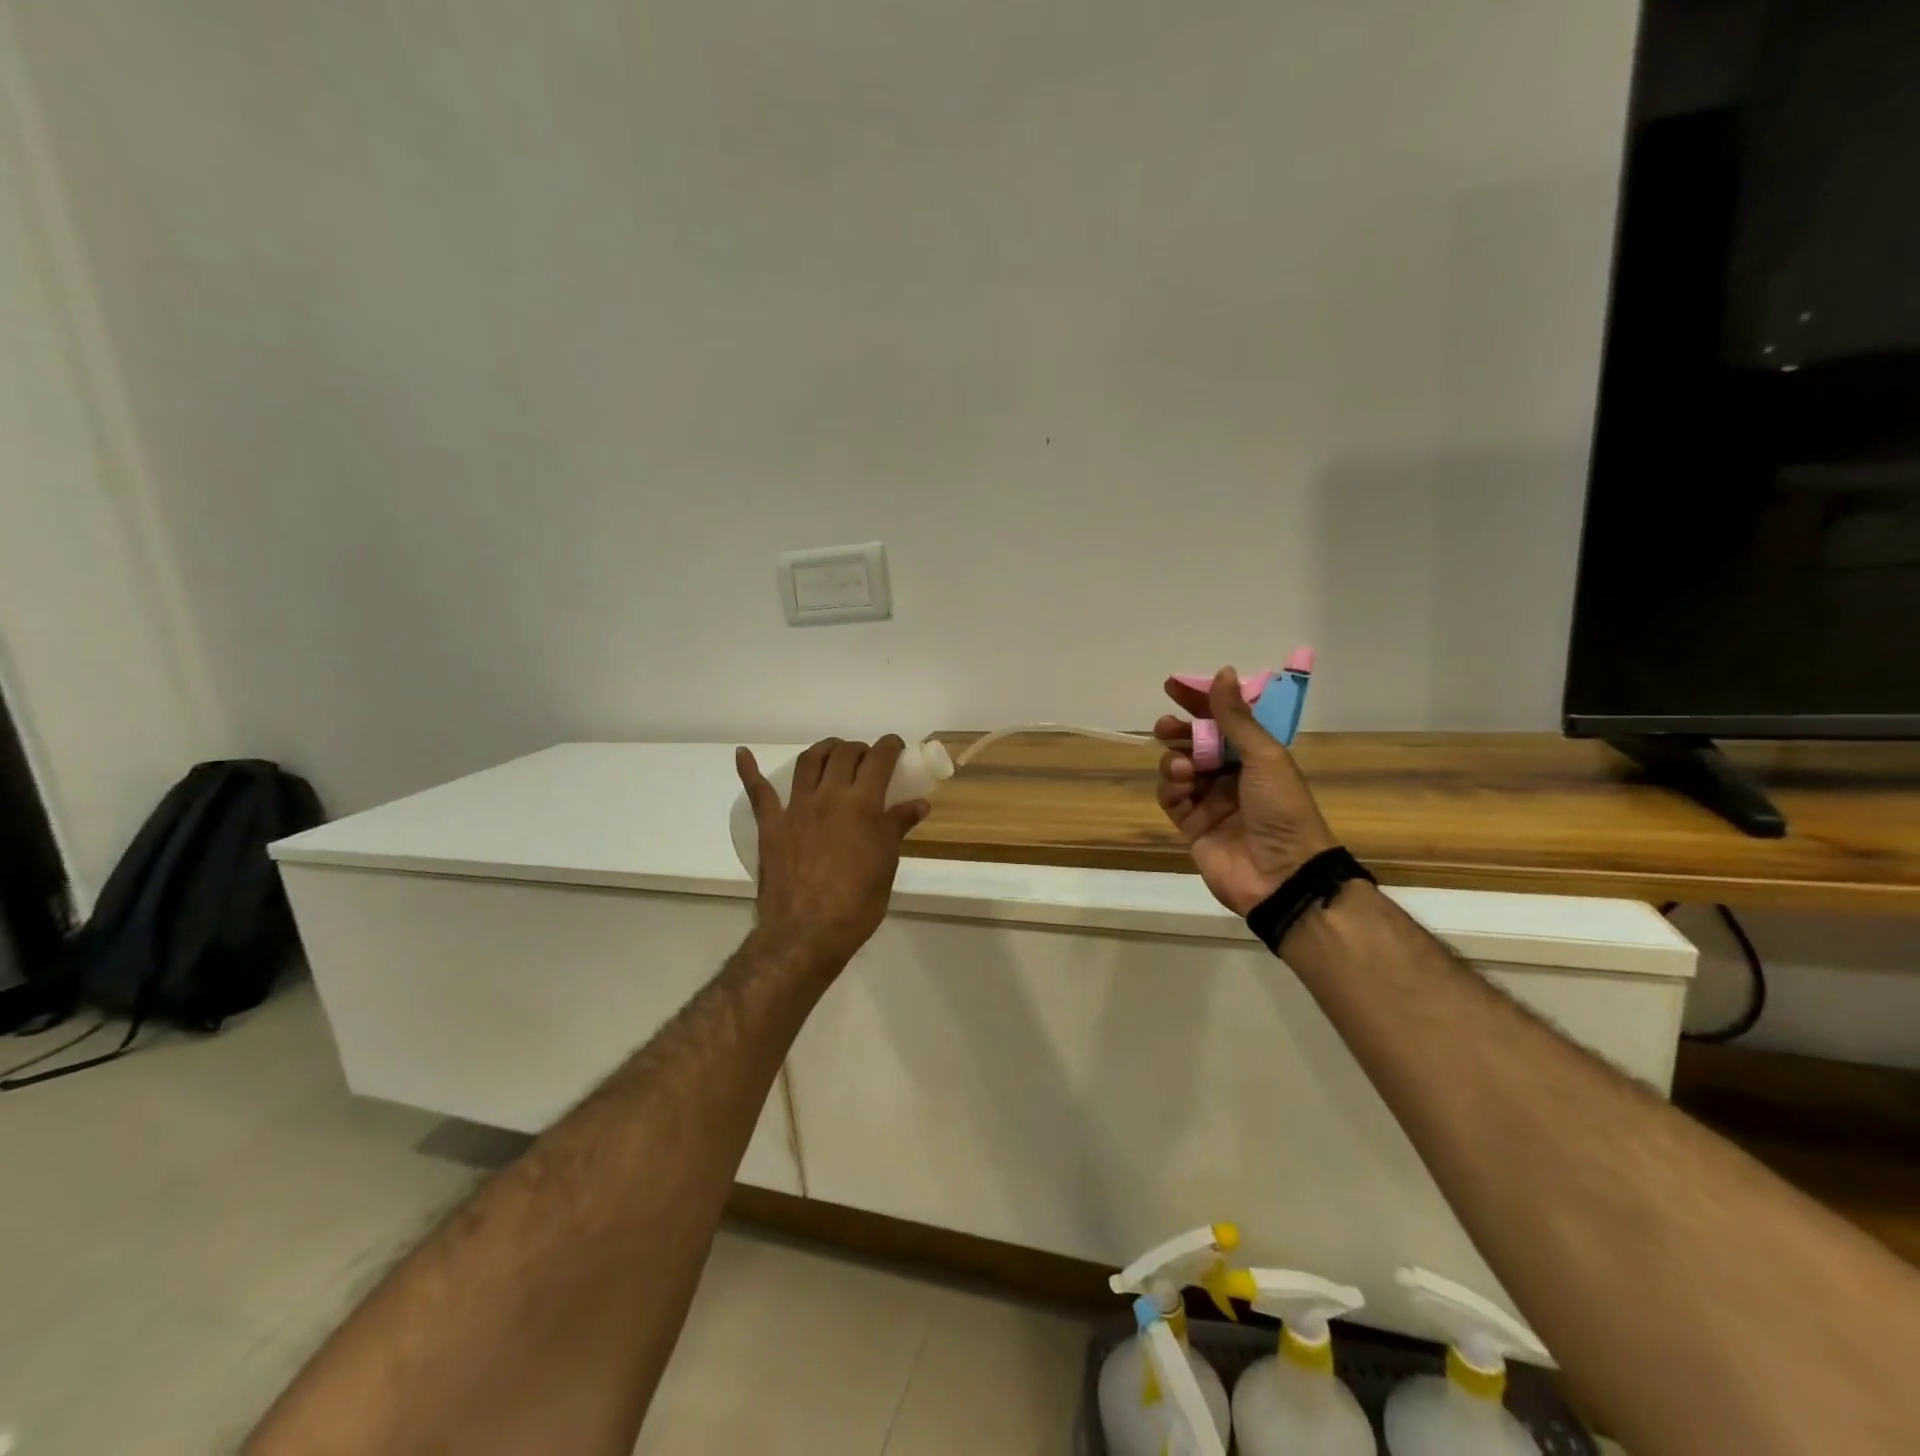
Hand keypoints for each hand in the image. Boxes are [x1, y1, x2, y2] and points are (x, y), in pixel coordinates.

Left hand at [735, 737, 929, 972]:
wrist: (806, 933)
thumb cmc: (856, 903)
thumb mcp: (886, 865)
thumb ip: (897, 828)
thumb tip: (918, 804)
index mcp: (862, 805)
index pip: (879, 760)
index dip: (890, 747)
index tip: (896, 747)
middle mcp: (829, 796)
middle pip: (844, 755)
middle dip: (859, 749)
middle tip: (867, 758)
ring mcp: (796, 808)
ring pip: (809, 762)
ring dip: (824, 750)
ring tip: (833, 752)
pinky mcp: (771, 824)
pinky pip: (758, 792)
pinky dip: (749, 770)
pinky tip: (743, 754)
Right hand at [1154, 668, 1338, 915]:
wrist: (1282, 874)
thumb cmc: (1281, 808)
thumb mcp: (1264, 756)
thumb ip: (1235, 718)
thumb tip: (1222, 672)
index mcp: (1255, 756)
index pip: (1222, 720)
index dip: (1199, 701)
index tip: (1173, 686)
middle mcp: (1231, 774)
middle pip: (1195, 743)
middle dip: (1178, 732)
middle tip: (1167, 728)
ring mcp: (1210, 800)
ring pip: (1178, 768)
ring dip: (1176, 760)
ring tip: (1184, 768)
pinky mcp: (1191, 825)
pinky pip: (1171, 797)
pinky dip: (1171, 788)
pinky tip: (1180, 787)